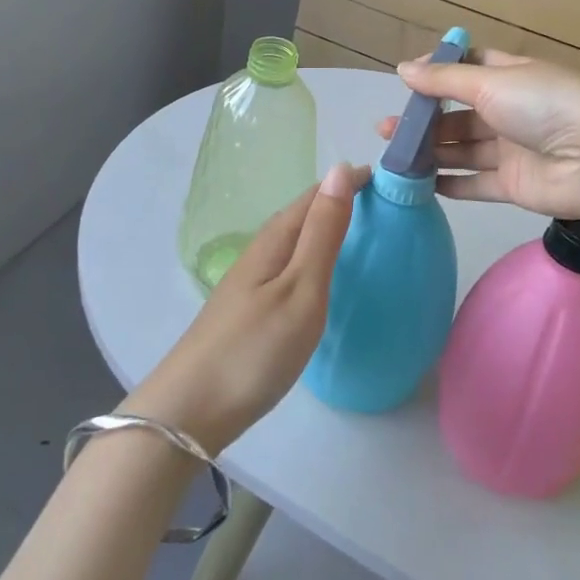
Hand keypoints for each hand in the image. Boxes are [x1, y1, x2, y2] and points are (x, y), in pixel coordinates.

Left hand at [124, 162, 369, 452]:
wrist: (190, 411)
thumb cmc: (255, 348)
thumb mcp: (301, 288)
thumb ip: (323, 232)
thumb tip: (340, 169)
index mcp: (276, 238)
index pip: (317, 194)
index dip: (350, 182)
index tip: (388, 178)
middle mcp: (262, 249)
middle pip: (305, 213)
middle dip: (341, 200)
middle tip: (385, 204)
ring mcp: (252, 279)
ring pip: (296, 239)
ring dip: (326, 228)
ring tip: (363, 233)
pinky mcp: (250, 306)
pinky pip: (290, 264)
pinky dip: (313, 256)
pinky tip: (323, 276)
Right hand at [379, 50, 579, 224]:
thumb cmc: (543, 104)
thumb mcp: (490, 81)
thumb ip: (444, 80)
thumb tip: (402, 68)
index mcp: (509, 76)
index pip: (468, 68)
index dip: (438, 72)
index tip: (406, 80)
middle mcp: (509, 110)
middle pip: (459, 113)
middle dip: (424, 119)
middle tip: (386, 129)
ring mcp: (511, 149)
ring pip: (462, 149)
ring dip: (430, 151)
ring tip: (394, 155)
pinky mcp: (512, 184)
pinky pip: (475, 183)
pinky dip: (450, 184)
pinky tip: (421, 183)